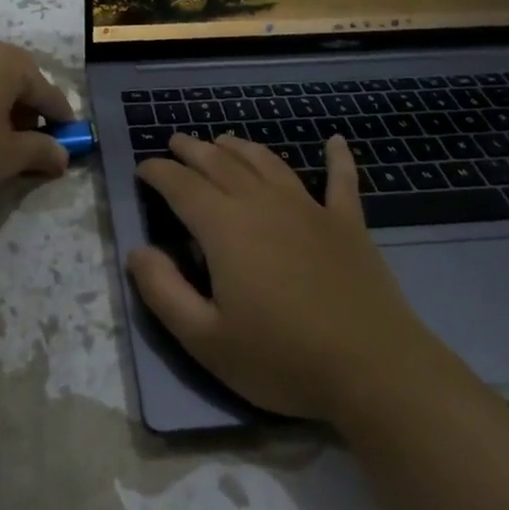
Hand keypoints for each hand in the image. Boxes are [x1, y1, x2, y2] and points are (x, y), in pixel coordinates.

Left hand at [0, 39, 75, 197]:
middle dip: (29, 107)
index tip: (69, 138)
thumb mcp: (9, 156)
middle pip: (18, 79)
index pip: (46, 91)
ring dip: (1, 104)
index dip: (60, 117)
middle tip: (32, 137)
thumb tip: (63, 156)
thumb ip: (41, 151)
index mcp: (8, 62)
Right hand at [128, 133, 425, 422]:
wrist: (373, 369)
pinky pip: (341, 180)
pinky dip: (337, 158)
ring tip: (224, 140)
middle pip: (221, 163)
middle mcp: (263, 203)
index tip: (143, 168)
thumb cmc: (282, 358)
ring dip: (241, 146)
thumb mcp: (206, 340)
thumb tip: (136, 251)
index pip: (181, 185)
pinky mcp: (348, 223)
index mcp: (225, 226)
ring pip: (267, 162)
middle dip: (193, 149)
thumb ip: (163, 292)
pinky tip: (335, 141)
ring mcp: (309, 208)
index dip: (158, 172)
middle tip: (176, 142)